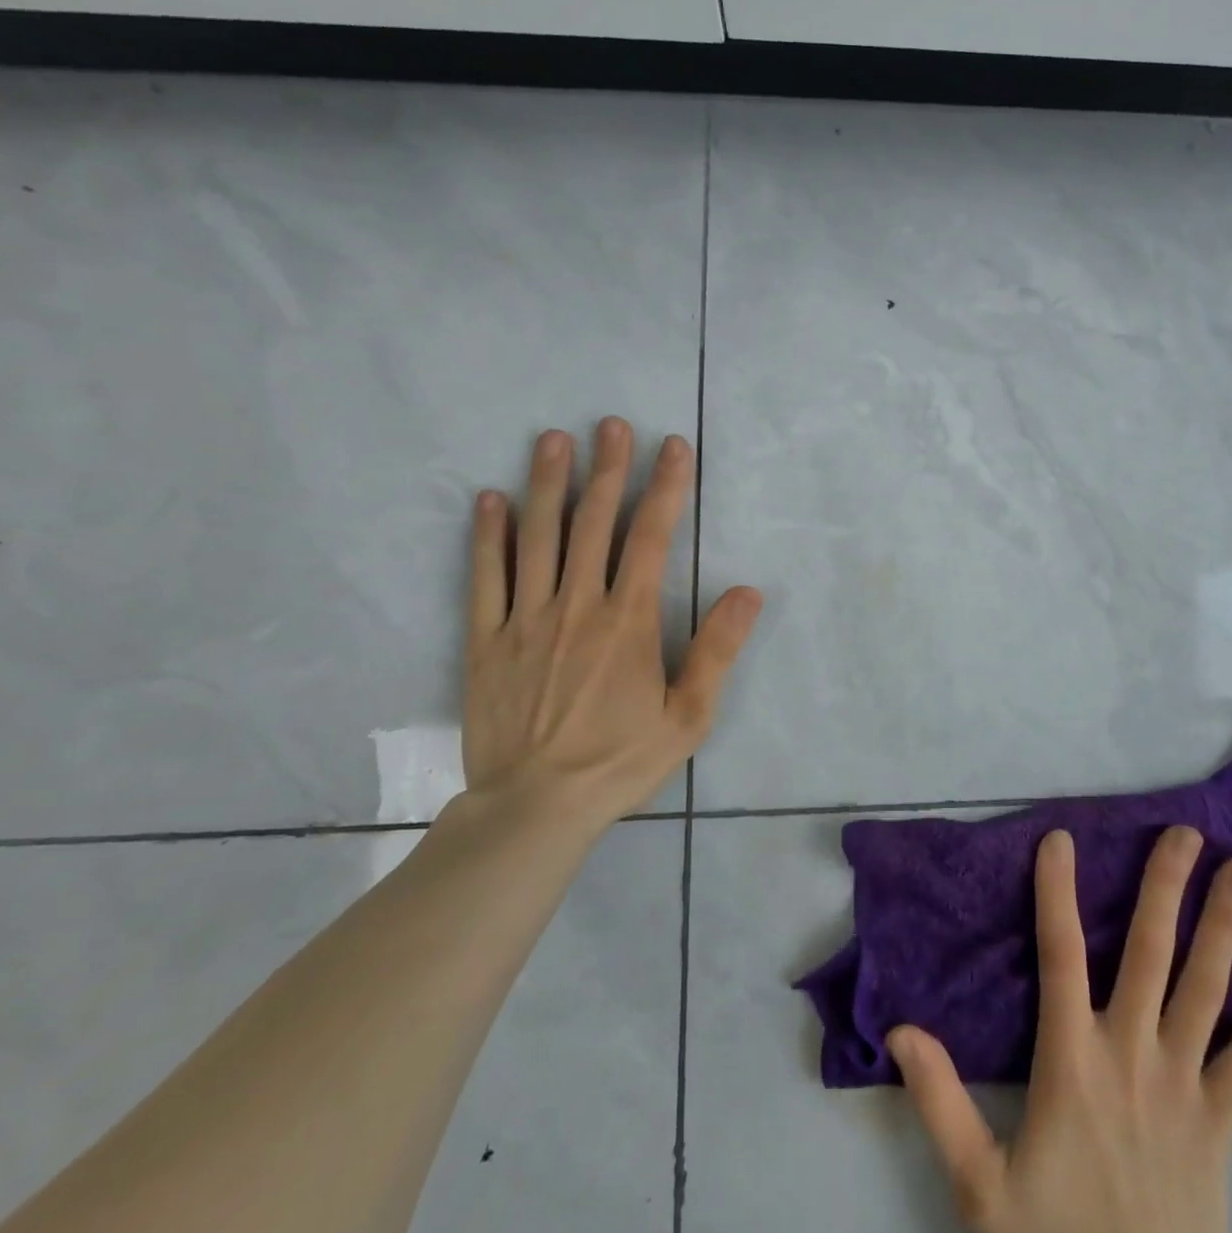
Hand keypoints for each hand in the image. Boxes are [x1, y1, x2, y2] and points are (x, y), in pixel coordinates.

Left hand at [460, 417, 761, 832]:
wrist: (534, 808)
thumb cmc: (619, 761)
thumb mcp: (688, 715)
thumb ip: (717, 650)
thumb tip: (747, 591)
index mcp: (628, 620)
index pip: (650, 536)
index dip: (664, 486)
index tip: (671, 446)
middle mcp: (577, 605)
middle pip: (593, 522)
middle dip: (607, 469)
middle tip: (610, 424)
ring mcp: (525, 619)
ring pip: (537, 537)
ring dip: (546, 484)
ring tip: (552, 440)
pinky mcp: (486, 641)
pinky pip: (484, 578)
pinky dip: (487, 536)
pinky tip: (489, 500)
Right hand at [889, 827, 1231, 1232]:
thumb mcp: (980, 1186)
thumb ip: (940, 1102)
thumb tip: (899, 1028)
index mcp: (1071, 1061)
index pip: (1060, 954)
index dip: (1057, 892)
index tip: (1061, 838)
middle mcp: (1132, 1054)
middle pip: (1150, 952)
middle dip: (1165, 886)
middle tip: (1186, 832)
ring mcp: (1185, 1085)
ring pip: (1207, 988)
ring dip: (1224, 925)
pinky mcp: (1222, 1122)